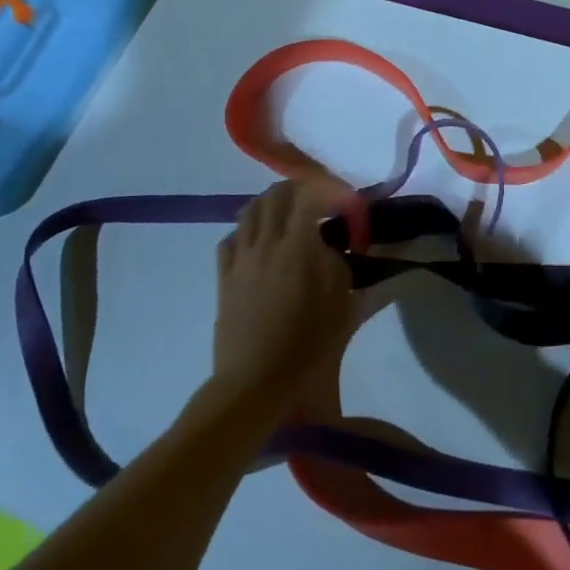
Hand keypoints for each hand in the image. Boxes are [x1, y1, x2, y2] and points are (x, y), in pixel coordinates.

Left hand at [212, 179, 357, 408]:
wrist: (255, 381)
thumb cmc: (306, 346)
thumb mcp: (341, 305)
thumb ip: (337, 265)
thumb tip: (327, 246)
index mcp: (297, 247)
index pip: (309, 196)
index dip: (328, 189)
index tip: (344, 200)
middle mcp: (265, 243)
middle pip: (276, 195)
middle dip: (299, 188)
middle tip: (318, 199)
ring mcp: (240, 259)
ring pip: (250, 211)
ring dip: (271, 203)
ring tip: (288, 213)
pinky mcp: (224, 277)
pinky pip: (231, 238)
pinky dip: (248, 229)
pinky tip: (258, 241)